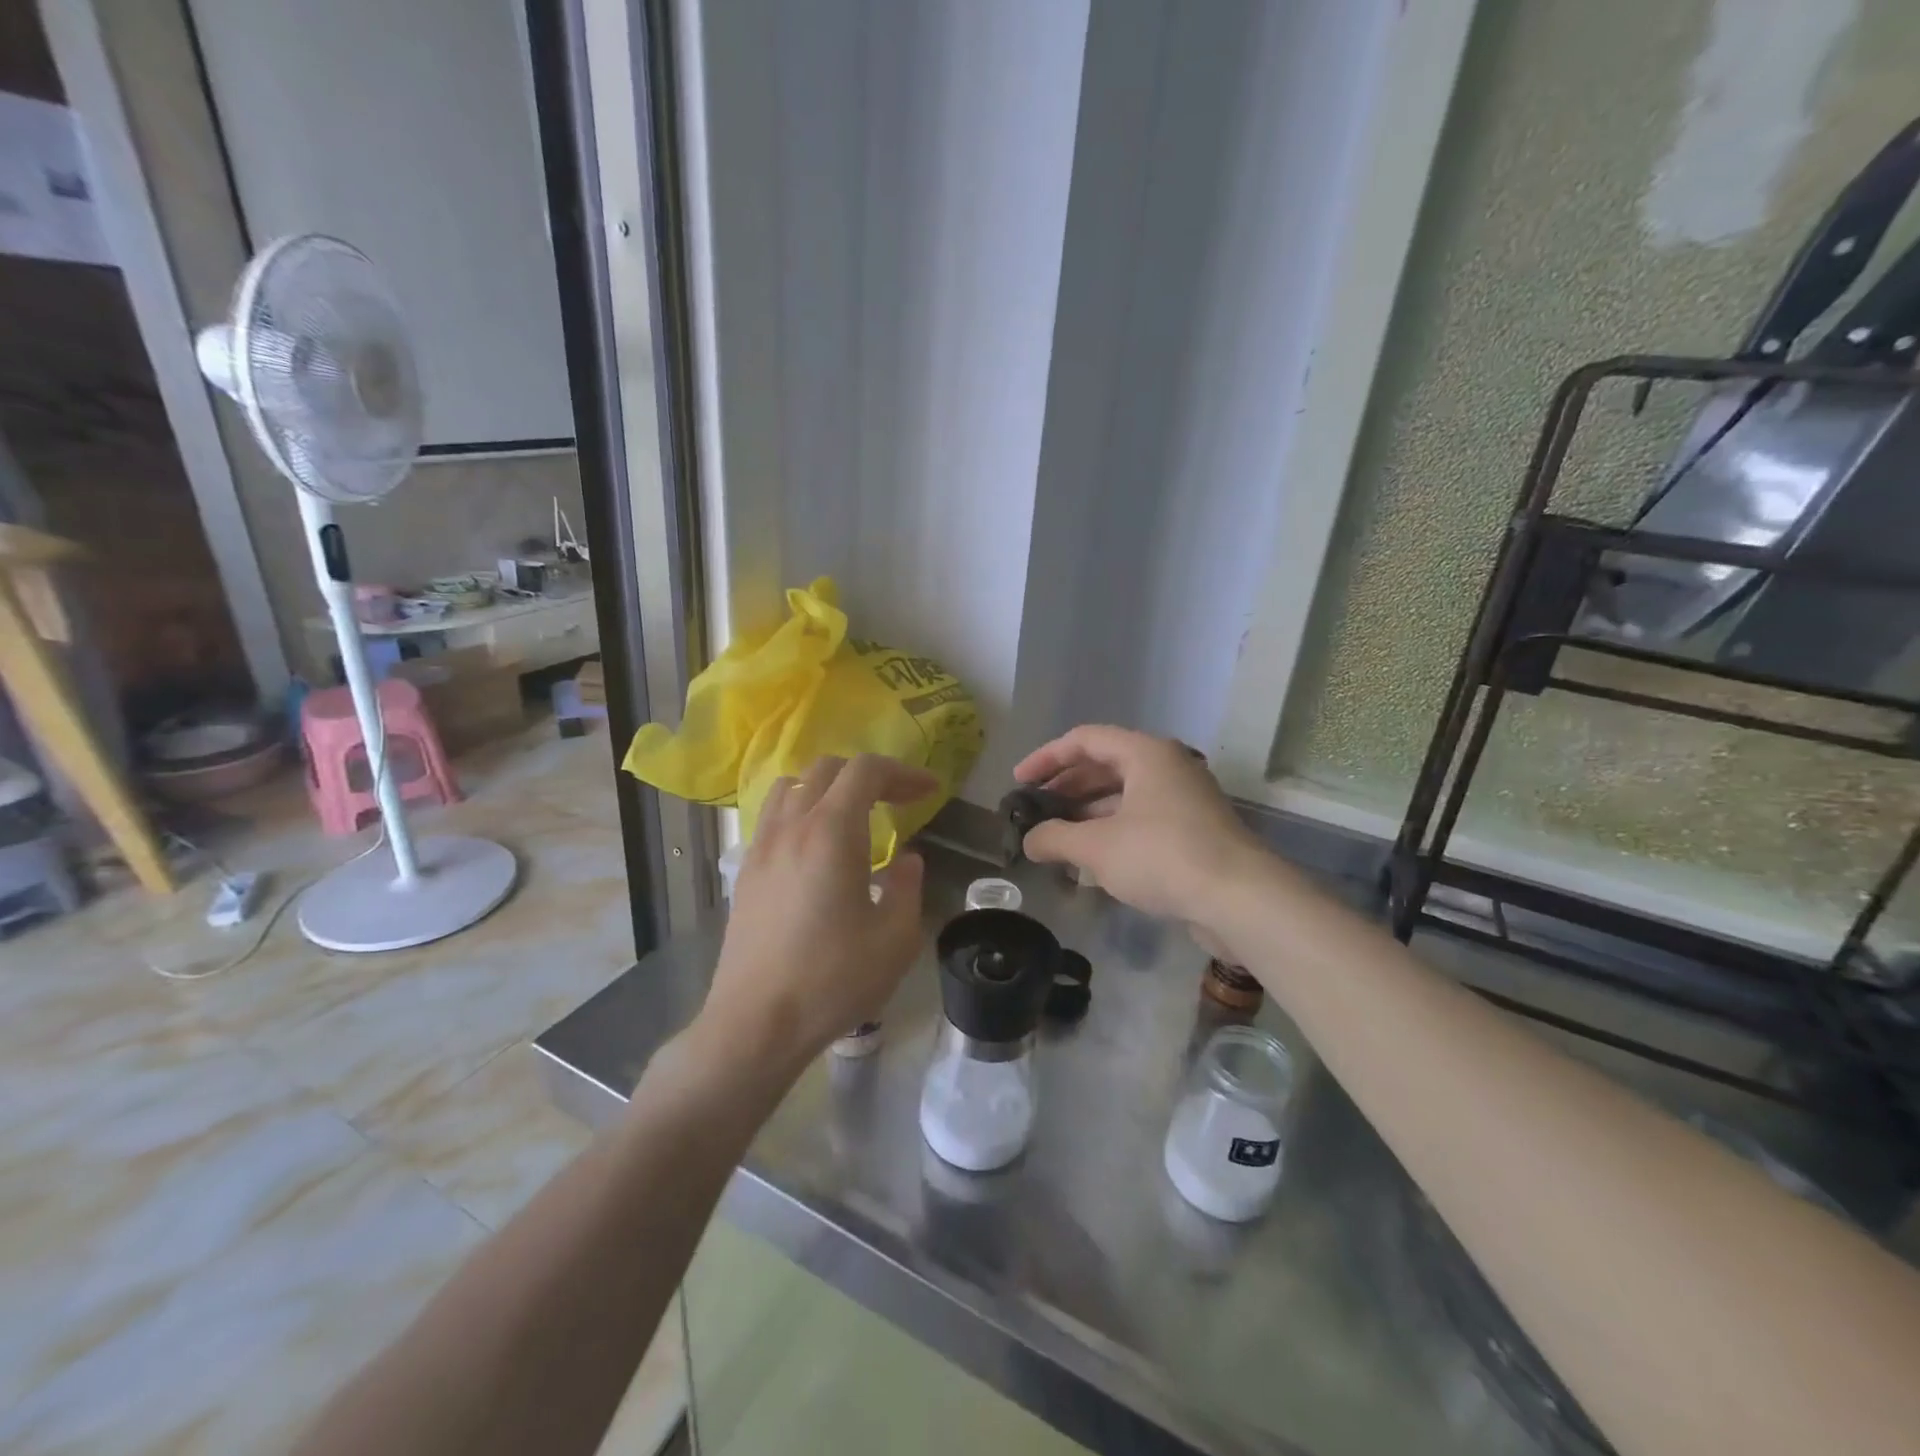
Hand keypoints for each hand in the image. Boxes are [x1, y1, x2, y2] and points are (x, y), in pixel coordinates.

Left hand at [699, 754, 936, 1077]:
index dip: (903, 772)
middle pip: (827, 769)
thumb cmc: (832, 980)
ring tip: (853, 816)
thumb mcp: (895, 939)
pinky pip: (774, 817)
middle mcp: (791, 827)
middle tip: (898, 801)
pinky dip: (801, 811)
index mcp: (830, 832)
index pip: (865, 771)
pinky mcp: (746, 872)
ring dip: (828, 787)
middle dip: (869, 776)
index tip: (928, 792)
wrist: (756, 1023)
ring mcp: (762, 847)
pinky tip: (817, 849)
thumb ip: (907, 887)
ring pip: (792, 786)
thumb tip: (906, 860)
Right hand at [1013, 726, 1266, 929]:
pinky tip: (1092, 859)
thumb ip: (1055, 838)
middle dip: (1066, 788)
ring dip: (1087, 813)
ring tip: (1056, 838)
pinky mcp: (1194, 829)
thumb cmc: (1162, 856)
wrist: (1239, 898)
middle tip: (1035, 811)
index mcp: (1145, 753)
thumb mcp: (1097, 847)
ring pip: (1124, 795)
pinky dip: (1112, 830)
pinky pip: (1142, 818)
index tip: (1018, 781)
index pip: (1084, 740)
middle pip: (1104, 766)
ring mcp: (1184, 798)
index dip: (1046, 758)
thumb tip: (1029, 840)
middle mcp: (1167, 766)